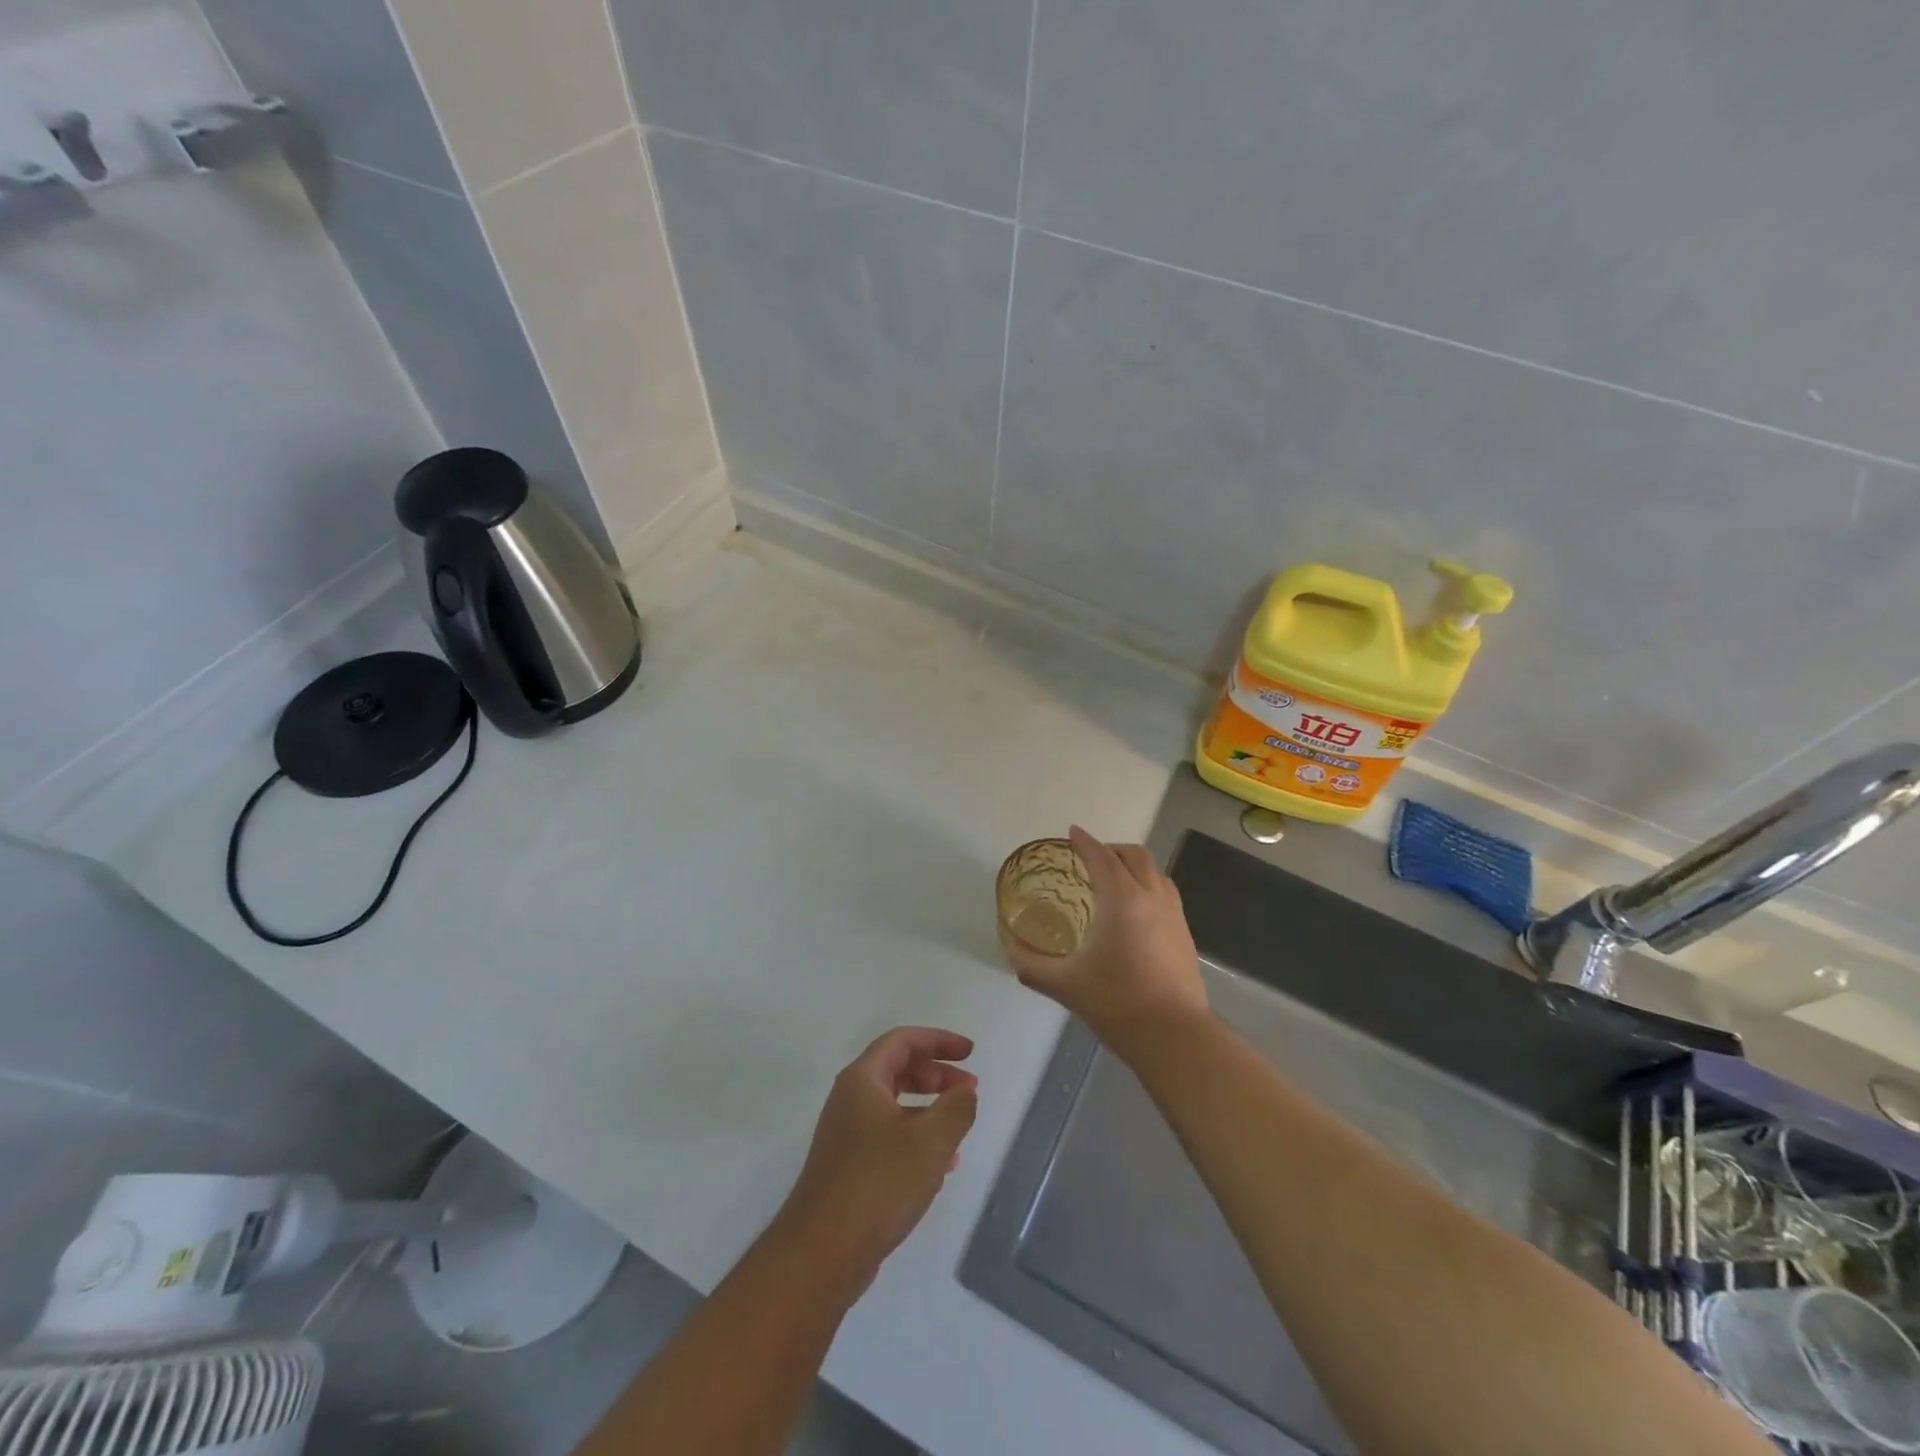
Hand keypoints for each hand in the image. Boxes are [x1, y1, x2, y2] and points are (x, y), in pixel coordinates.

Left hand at [776, 1027, 977, 1292]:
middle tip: (969, 1088)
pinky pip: (888, 1137)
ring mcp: (845, 1135)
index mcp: (863, 1080)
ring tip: (960, 1126)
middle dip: (936, 1074)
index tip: (970, 1051)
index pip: (903, 1040)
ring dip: (929, 1108)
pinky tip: (941, 1165)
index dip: (939, 1040)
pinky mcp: (848, 1168)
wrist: (821, 1253)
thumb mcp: (931, 1142)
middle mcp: (850, 1099)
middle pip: (897, 1069)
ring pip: (894, 1106)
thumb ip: (956, 1109)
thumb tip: (965, 1091)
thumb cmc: (879, 1184)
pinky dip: (916, 1138)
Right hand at [1006, 825, 1209, 1060]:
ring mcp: (1174, 914)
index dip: (1085, 842)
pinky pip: (1166, 893)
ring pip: (1155, 872)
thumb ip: (1032, 965)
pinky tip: (1135, 913)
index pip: (1101, 857)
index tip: (1072, 833)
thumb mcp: (1065, 985)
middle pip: (1134, 855)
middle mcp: (1151, 896)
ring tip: (1114, 882)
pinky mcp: (1185, 934)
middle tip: (1090, 859)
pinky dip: (1148, 887)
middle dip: (1111, 849)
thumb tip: (1010, 951)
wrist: (1175, 1036)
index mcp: (1121, 899)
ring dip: (1133, 866)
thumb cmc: (1117, 1003)